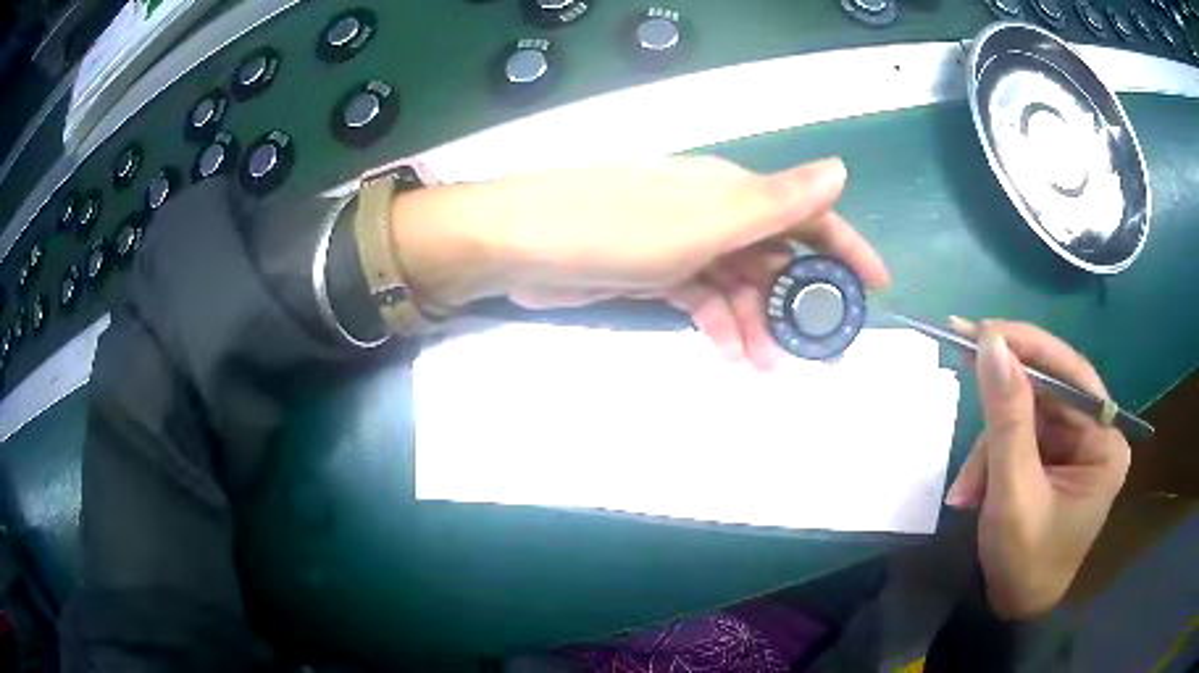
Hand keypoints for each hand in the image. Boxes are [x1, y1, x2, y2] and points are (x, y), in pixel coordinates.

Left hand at [392, 156, 889, 369]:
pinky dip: (719, 325)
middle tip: (821, 350)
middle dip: (800, 301)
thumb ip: (773, 202)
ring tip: (769, 368)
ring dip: (757, 323)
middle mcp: (712, 210)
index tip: (875, 288)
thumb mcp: (703, 220)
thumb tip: (839, 169)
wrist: (519, 245)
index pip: (806, 212)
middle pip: (774, 254)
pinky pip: (702, 299)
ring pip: (739, 284)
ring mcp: (682, 242)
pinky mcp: (654, 271)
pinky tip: (731, 355)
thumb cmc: (612, 229)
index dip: (845, 247)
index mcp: (730, 190)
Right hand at [945, 319, 1130, 618]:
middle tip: (958, 372)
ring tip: (965, 493)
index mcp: (1105, 443)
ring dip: (989, 450)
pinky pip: (1018, 439)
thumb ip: (1007, 418)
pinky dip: (990, 461)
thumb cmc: (1025, 563)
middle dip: (1000, 416)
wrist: (1012, 611)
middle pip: (1045, 395)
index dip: (1028, 347)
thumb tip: (991, 342)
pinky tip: (972, 493)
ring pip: (1025, 417)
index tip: (981, 330)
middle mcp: (1095, 436)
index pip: (1071, 375)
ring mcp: (1073, 448)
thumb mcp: (1014, 493)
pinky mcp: (1052, 460)